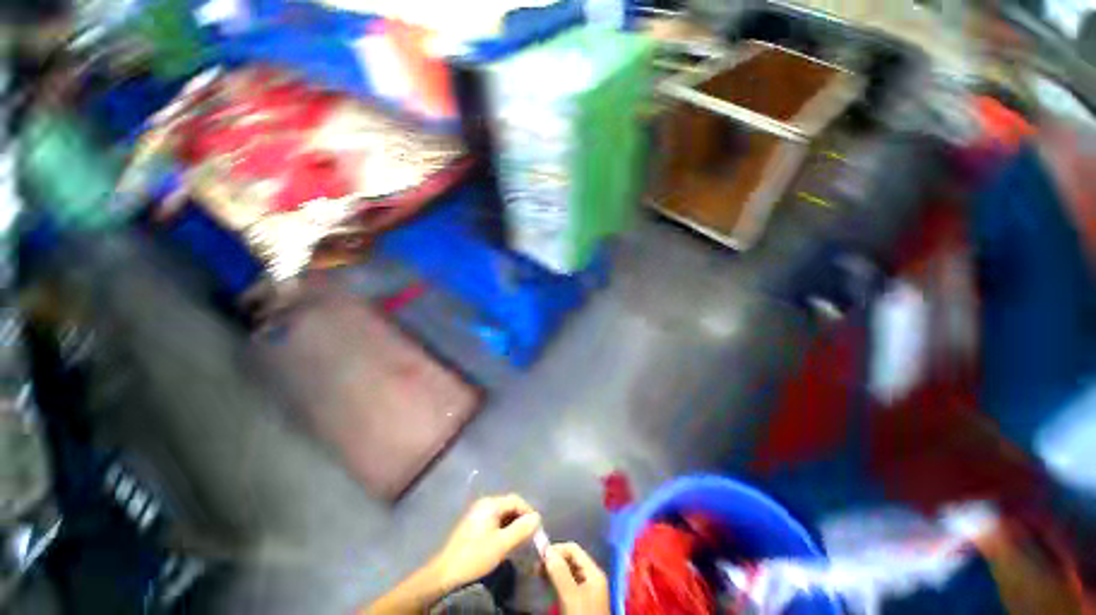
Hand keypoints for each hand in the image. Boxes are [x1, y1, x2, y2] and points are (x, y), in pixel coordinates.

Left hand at [431, 494, 541, 590]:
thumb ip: (521, 530)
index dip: (529, 512)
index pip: (516, 500)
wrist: (445, 572)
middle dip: (521, 518)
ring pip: (502, 513)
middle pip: (509, 505)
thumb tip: (537, 518)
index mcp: (491, 503)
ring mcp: (477, 513)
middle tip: (530, 535)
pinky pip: (494, 520)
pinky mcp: (473, 524)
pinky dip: (503, 527)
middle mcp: (484, 503)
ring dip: (513, 524)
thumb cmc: (475, 556)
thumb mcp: (502, 544)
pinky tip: (505, 541)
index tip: (537, 528)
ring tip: (520, 539)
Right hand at [544, 543, 610, 614]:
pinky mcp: (580, 601)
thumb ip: (560, 573)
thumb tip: (546, 551)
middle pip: (570, 559)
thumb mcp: (571, 597)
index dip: (556, 549)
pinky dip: (555, 581)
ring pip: (567, 572)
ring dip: (552, 570)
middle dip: (553, 560)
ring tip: (538, 574)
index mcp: (593, 571)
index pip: (573, 549)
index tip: (539, 557)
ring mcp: (586, 590)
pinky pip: (567, 584)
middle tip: (535, 567)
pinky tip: (546, 585)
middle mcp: (591, 577)